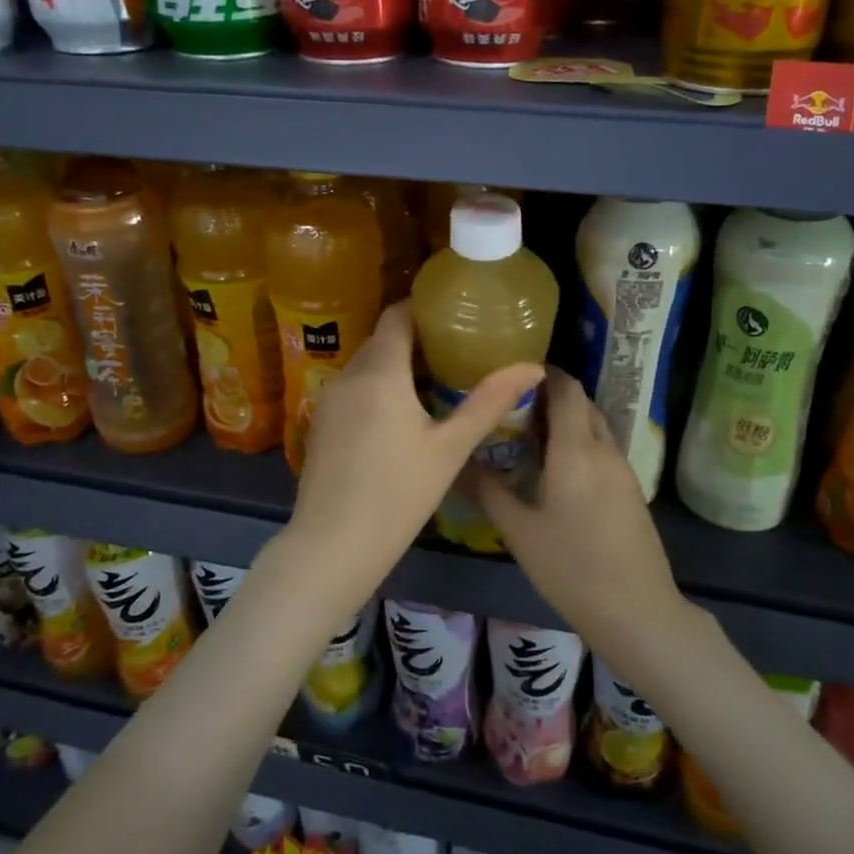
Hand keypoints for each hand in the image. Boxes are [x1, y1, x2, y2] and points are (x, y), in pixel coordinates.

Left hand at [279, 302, 544, 617]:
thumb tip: (533, 367)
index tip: (454, 314)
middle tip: (456, 349)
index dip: (423, 307)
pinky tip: (400, 415)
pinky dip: (377, 387)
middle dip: (416, 338)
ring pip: (366, 365)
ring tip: (436, 380)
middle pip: (382, 339)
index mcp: (380, 372)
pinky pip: (353, 388)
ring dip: (396, 365)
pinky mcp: (320, 423)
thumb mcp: (450, 448)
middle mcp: (348, 375)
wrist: (332, 546)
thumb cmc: (398, 494)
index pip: (397, 315)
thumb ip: (489, 402)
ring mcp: (328, 400)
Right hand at [471, 369, 687, 652]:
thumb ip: (489, 491)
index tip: (511, 372)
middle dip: (550, 395)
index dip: (543, 372)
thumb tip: (457, 462)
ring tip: (528, 433)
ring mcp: (622, 469)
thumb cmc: (572, 568)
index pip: (566, 388)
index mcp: (576, 449)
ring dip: (566, 419)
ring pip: (594, 426)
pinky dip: (579, 442)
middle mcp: (603, 449)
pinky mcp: (630, 489)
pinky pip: (602, 448)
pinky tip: (555, 467)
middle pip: (581, 402)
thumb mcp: (520, 531)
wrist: (638, 611)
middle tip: (511, 404)